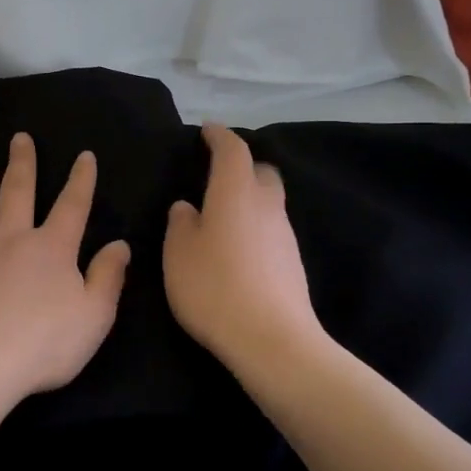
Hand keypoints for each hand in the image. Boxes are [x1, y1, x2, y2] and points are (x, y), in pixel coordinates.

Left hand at [0, 133, 131, 410]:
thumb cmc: (39, 345)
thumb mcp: (93, 318)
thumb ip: (108, 278)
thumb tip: (120, 245)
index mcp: (50, 248)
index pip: (72, 205)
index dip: (81, 179)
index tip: (84, 156)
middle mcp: (10, 236)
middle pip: (18, 190)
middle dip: (22, 162)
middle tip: (20, 138)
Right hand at [164, 124, 327, 379]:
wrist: (271, 339)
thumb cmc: (214, 287)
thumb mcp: (178, 253)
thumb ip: (180, 223)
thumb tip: (187, 207)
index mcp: (236, 193)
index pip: (233, 150)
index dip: (219, 136)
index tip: (207, 131)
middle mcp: (266, 205)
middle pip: (261, 171)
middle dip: (242, 165)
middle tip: (217, 174)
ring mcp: (284, 234)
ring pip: (269, 202)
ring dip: (249, 199)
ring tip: (222, 216)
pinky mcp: (292, 262)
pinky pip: (271, 230)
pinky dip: (255, 227)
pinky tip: (237, 249)